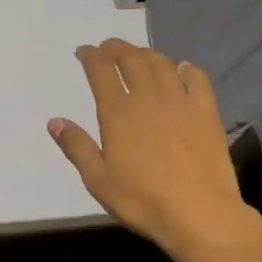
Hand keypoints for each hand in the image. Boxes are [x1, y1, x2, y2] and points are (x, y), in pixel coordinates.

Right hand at [48, 39, 261, 259]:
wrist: (199, 213)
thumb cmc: (142, 200)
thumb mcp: (98, 179)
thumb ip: (76, 146)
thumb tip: (54, 121)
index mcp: (117, 112)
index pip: (100, 70)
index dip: (91, 56)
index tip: (84, 52)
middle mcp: (148, 97)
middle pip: (131, 59)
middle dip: (116, 48)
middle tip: (108, 48)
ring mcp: (180, 102)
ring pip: (161, 64)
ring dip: (146, 54)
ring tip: (138, 56)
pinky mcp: (206, 112)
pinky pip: (197, 80)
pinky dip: (187, 69)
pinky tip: (182, 69)